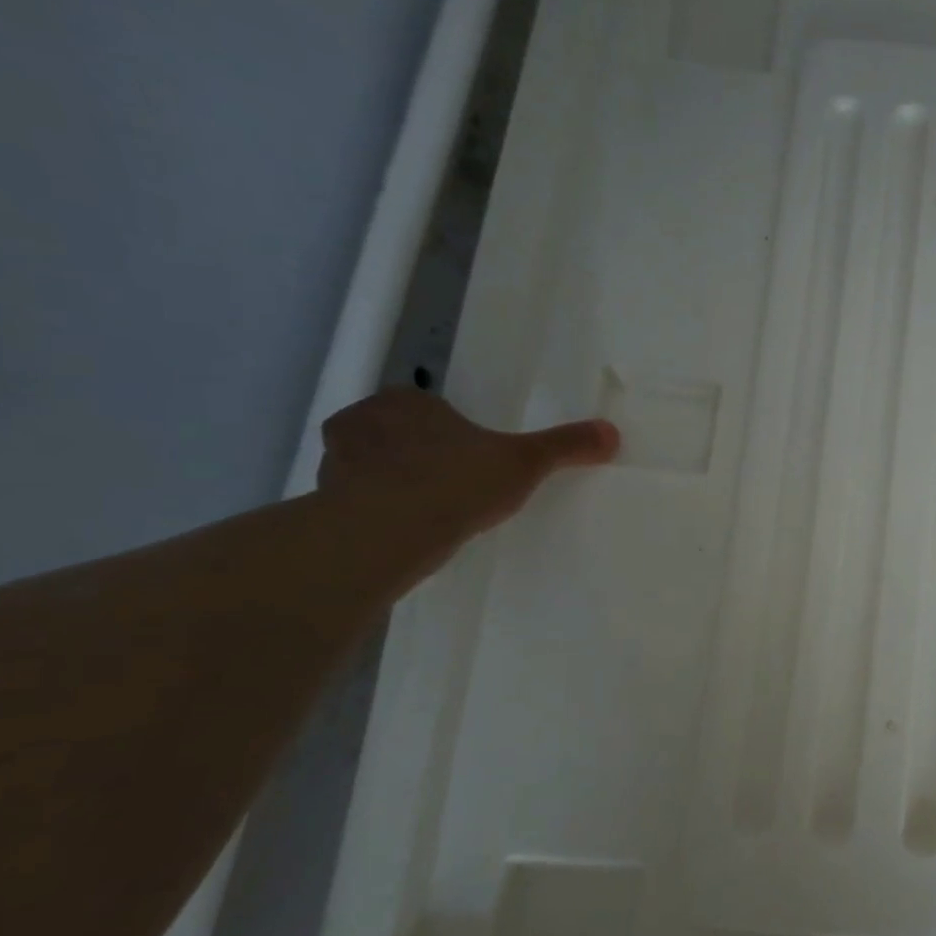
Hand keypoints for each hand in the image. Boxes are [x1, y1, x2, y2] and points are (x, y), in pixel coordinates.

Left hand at [317, 388, 618, 547]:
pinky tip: (401, 532)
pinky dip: (372, 513)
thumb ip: (565, 446)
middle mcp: (362, 422)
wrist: (389, 532)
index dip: (446, 427)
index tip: (467, 453)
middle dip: (413, 452)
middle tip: (448, 480)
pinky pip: (352, 502)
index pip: (423, 405)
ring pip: (367, 467)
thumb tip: (612, 432)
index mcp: (405, 402)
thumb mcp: (525, 462)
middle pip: (391, 433)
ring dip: (388, 482)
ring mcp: (336, 463)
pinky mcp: (323, 503)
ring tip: (424, 510)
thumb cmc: (456, 481)